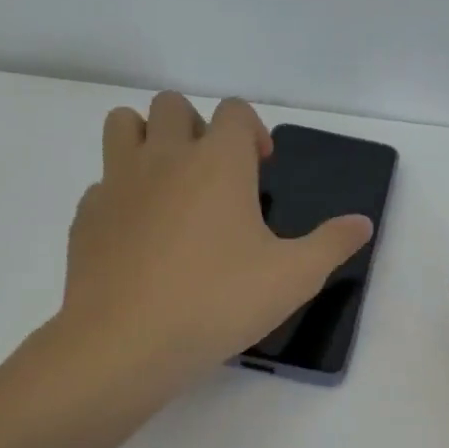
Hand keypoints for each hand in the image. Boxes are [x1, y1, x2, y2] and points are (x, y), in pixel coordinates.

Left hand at [53, 93, 372, 390]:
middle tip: (215, 175)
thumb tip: (362, 223)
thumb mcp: (294, 277)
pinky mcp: (86, 216)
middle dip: (197, 127)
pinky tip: (139, 236)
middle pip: (173, 105)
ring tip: (170, 185)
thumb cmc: (218, 301)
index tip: (260, 168)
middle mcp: (164, 157)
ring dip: (148, 139)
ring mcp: (117, 183)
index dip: (252, 131)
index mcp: (217, 162)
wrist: (125, 342)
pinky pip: (103, 183)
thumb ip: (332, 244)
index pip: (234, 111)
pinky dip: (122, 194)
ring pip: (124, 125)